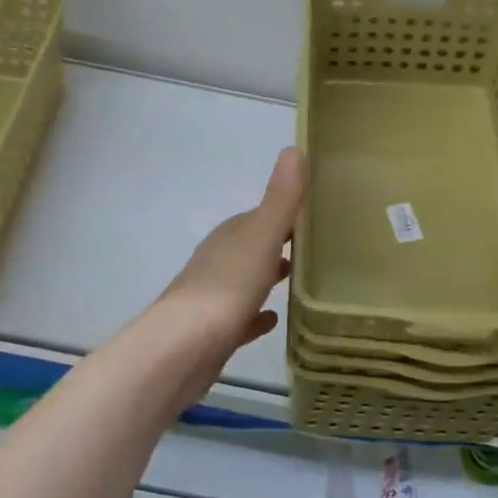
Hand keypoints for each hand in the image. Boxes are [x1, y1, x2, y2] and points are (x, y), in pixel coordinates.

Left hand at [151, 147, 305, 381]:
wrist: (182, 349)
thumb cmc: (227, 287)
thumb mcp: (261, 236)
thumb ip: (281, 198)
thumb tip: (294, 148)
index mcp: (231, 236)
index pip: (260, 215)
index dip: (285, 213)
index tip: (315, 214)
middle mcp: (219, 260)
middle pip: (253, 246)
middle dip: (278, 244)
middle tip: (315, 247)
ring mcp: (213, 297)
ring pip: (246, 279)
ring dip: (267, 275)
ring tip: (299, 278)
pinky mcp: (214, 333)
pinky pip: (241, 317)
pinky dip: (256, 315)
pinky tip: (273, 319)